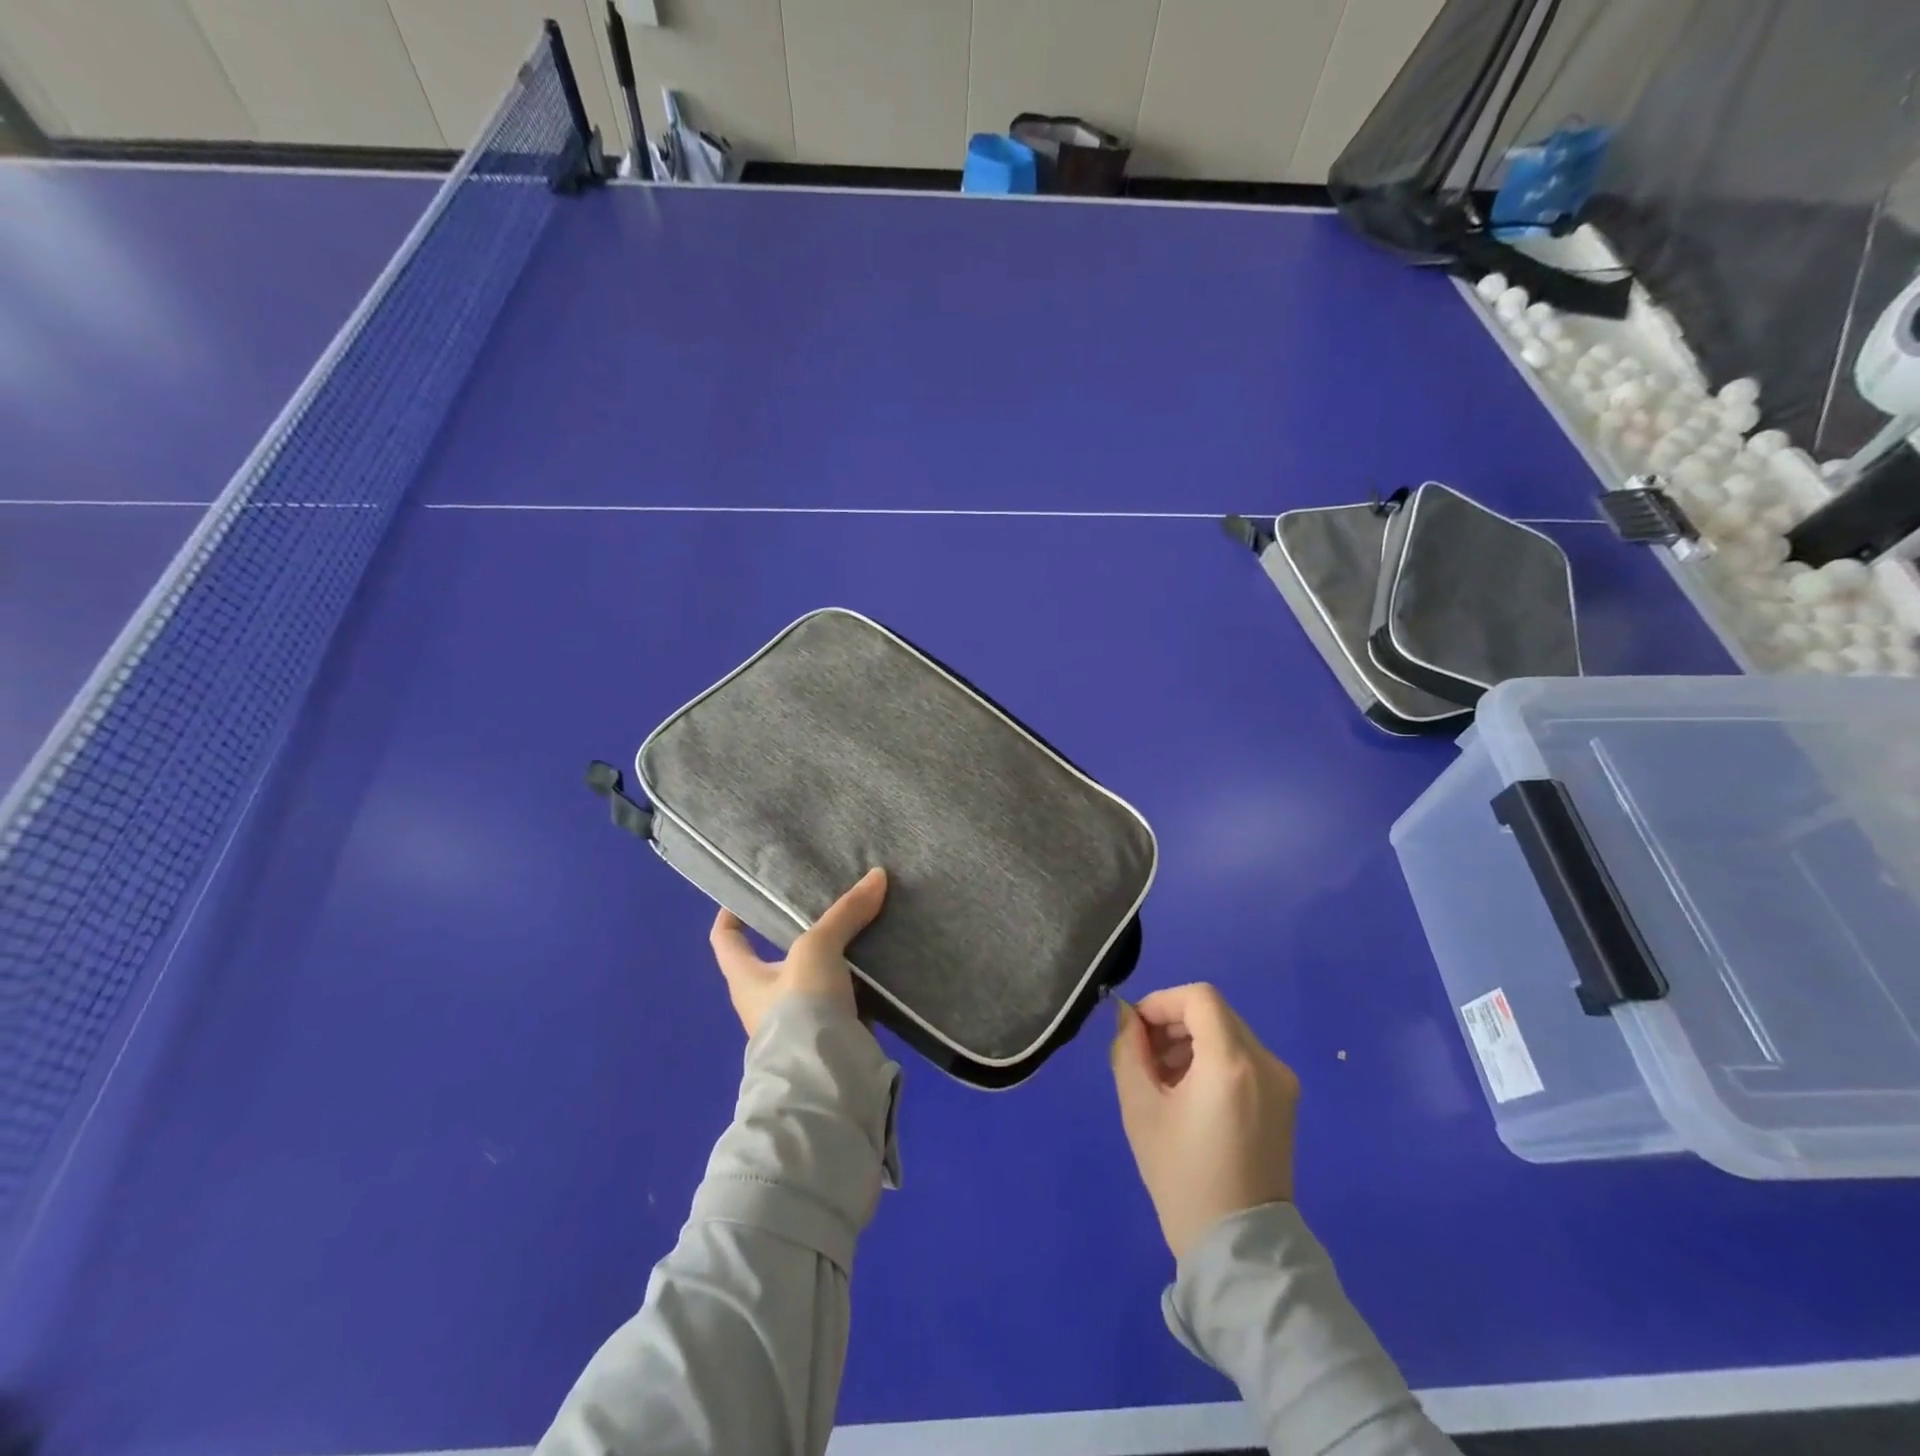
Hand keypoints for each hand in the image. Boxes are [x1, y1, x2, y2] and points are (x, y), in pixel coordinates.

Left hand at [709, 868, 886, 1037]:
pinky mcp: (832, 1034)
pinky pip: (845, 997)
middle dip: (801, 930)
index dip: (731, 915)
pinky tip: (882, 962)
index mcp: (746, 978)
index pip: (725, 939)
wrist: (825, 1081)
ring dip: (837, 955)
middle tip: (827, 901)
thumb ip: (845, 913)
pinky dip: (861, 981)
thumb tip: (877, 875)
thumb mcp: (818, 949)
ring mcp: (800, 1020)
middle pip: (778, 955)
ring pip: (817, 975)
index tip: (749, 893)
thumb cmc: (799, 1008)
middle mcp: (766, 999)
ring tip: (864, 923)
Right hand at [1110, 983, 1298, 1261]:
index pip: (1198, 997)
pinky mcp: (1284, 1101)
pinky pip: (1243, 1059)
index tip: (1137, 1030)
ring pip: (1228, 1034)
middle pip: (1213, 1014)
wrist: (1240, 1250)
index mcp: (1231, 1063)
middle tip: (1144, 1057)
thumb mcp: (1140, 1109)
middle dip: (1173, 1024)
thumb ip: (1129, 1051)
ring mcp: (1281, 1083)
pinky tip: (1190, 1096)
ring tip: (1163, 1081)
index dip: (1162, 1002)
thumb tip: (1128, 1018)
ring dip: (1191, 1043)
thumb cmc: (1183, 1177)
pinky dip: (1212, 1061)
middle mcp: (1265, 1063)